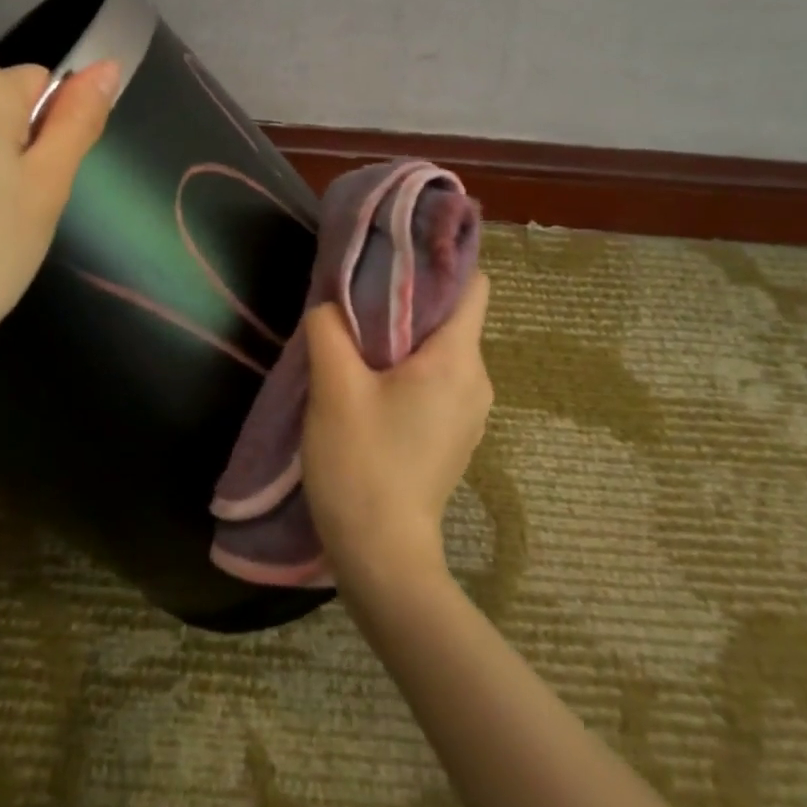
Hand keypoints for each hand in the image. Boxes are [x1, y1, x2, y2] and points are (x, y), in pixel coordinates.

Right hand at [299, 272, 493, 597]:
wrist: (382, 556)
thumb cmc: (361, 463)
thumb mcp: (333, 387)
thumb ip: (330, 329)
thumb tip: (330, 304)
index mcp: (457, 360)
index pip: (473, 285)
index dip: (442, 259)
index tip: (399, 250)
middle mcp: (476, 380)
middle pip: (452, 316)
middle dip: (409, 298)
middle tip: (359, 294)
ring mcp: (469, 412)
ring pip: (440, 350)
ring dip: (402, 338)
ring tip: (357, 339)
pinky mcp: (453, 435)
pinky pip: (436, 381)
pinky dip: (407, 369)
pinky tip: (368, 382)